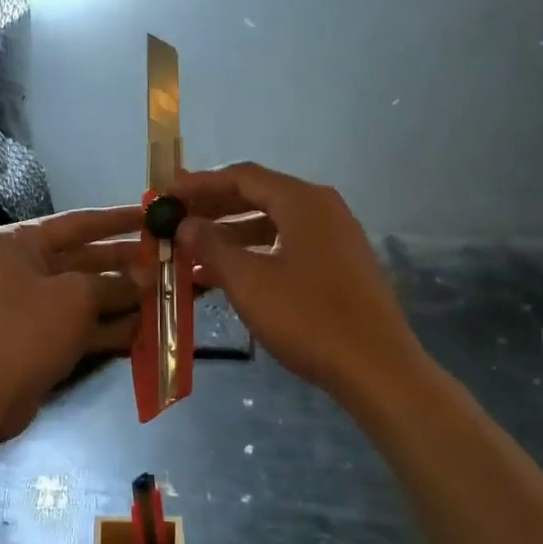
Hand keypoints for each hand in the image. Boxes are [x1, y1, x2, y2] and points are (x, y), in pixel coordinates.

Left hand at [0, 206, 145, 442]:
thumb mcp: (76, 297)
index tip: (155, 216)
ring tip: (167, 295)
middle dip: (127, 264)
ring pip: (86, 294)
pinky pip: (80, 324)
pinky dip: (109, 326)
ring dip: (124, 297)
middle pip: (84, 258)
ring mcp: (30, 305)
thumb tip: (146, 279)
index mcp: (19, 242)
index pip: (78, 222)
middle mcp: (22, 267)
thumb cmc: (25, 330)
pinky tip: (146, 329)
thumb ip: (115, 284)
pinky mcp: (39, 338)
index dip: (119, 219)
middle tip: (169, 261)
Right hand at [171, 163, 423, 402]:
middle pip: (259, 196)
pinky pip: (288, 246)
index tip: (167, 195)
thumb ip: (211, 247)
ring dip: (232, 235)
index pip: (242, 177)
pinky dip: (256, 253)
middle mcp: (322, 208)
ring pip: (273, 224)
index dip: (200, 184)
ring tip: (193, 253)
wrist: (375, 366)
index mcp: (302, 201)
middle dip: (214, 208)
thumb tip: (185, 224)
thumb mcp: (249, 281)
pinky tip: (229, 276)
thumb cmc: (307, 317)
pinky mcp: (340, 265)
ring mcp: (335, 237)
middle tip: (176, 220)